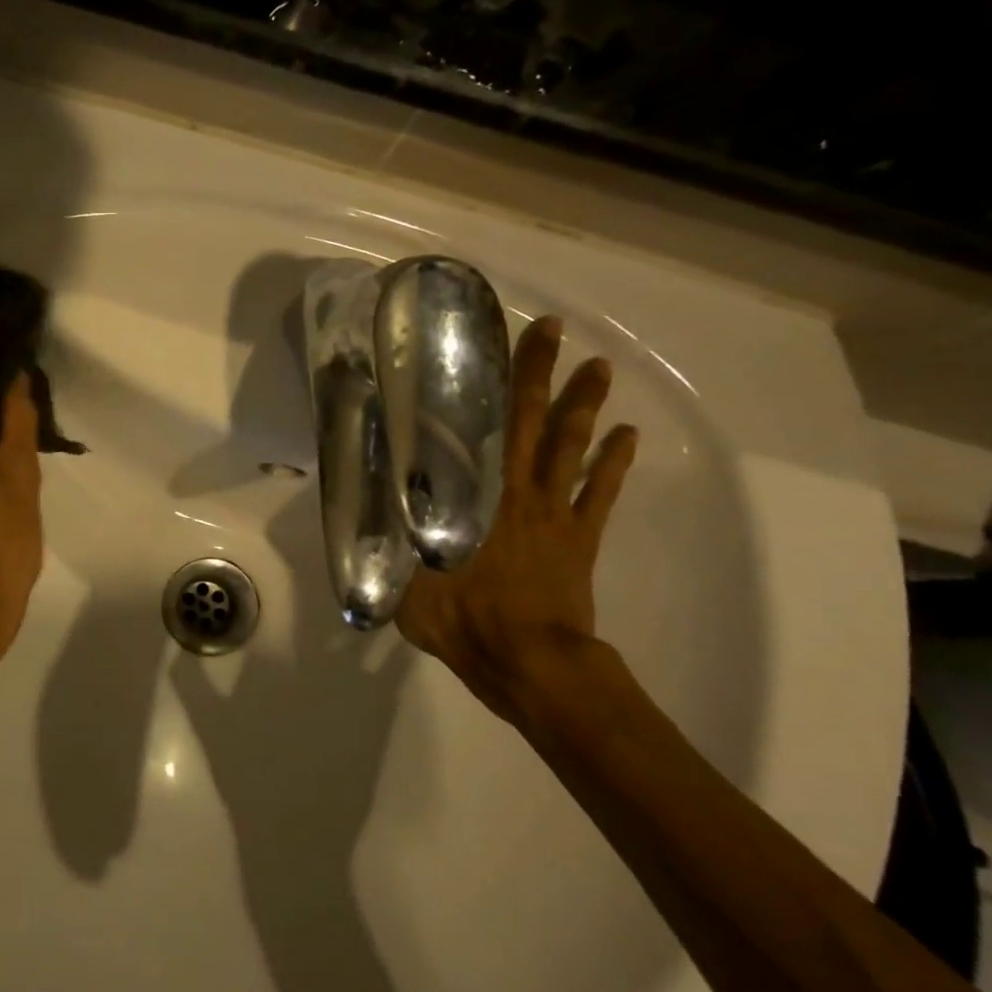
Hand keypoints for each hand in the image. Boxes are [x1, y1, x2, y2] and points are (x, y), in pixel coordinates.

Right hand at [395, 316, 636, 723]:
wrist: (528, 662)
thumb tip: (363, 513)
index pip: (483, 429)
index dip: (492, 385)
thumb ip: (389, 543)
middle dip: (541, 372)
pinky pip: (600, 491)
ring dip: (584, 405)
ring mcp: (555, 512)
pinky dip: (614, 461)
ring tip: (598, 366)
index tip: (496, 346)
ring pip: (571, 447)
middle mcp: (517, 491)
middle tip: (552, 329)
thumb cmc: (463, 620)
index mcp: (476, 497)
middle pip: (532, 422)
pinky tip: (627, 433)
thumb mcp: (405, 581)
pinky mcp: (580, 537)